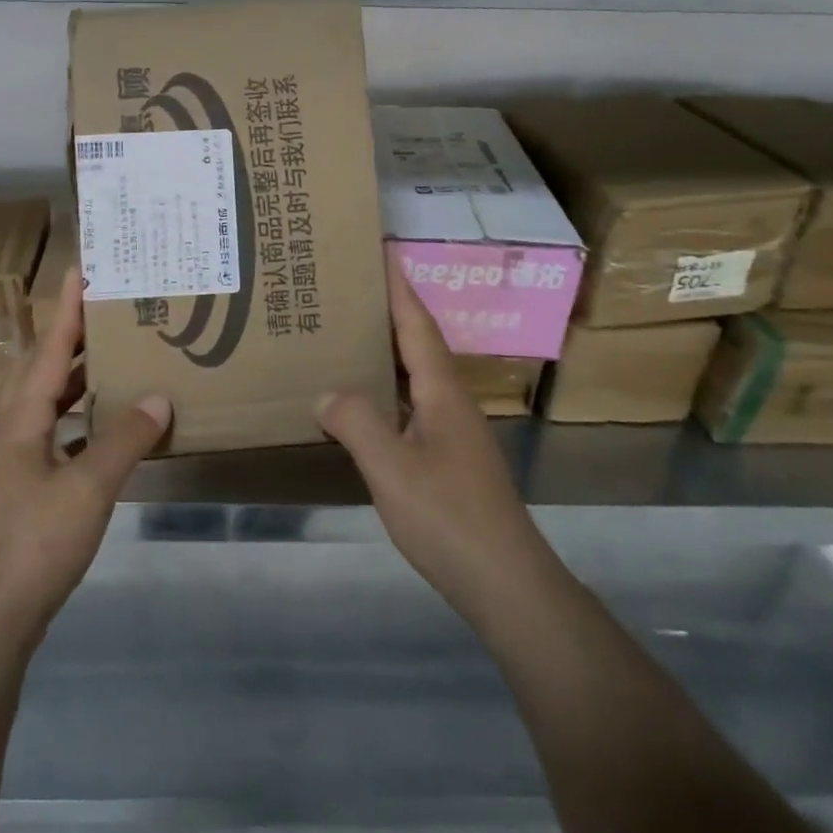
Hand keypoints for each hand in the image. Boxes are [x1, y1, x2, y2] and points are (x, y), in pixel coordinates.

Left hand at [0, 267, 171, 649]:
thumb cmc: (34, 543)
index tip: (82, 268)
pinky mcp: (23, 486)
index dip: (67, 308)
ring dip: (75, 376)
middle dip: (70, 335)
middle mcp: (12, 428)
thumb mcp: (88, 488)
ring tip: (113, 359)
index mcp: (21, 418)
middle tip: (108, 312)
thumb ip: (124, 440)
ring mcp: (14, 459)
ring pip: (46, 400)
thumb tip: (158, 398)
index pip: (48, 348)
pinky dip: (79, 417)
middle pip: (41, 367)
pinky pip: (54, 432)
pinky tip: (105, 427)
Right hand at [316, 253, 553, 626]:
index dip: (400, 288)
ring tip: (350, 339)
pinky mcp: (452, 461)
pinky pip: (413, 408)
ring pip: (417, 378)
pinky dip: (388, 393)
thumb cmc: (448, 517)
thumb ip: (357, 423)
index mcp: (442, 393)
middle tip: (351, 291)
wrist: (505, 581)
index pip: (419, 326)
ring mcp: (455, 434)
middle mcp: (453, 404)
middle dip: (390, 313)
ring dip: (388, 353)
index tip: (384, 250)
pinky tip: (366, 407)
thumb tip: (327, 392)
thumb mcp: (392, 468)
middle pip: (419, 345)